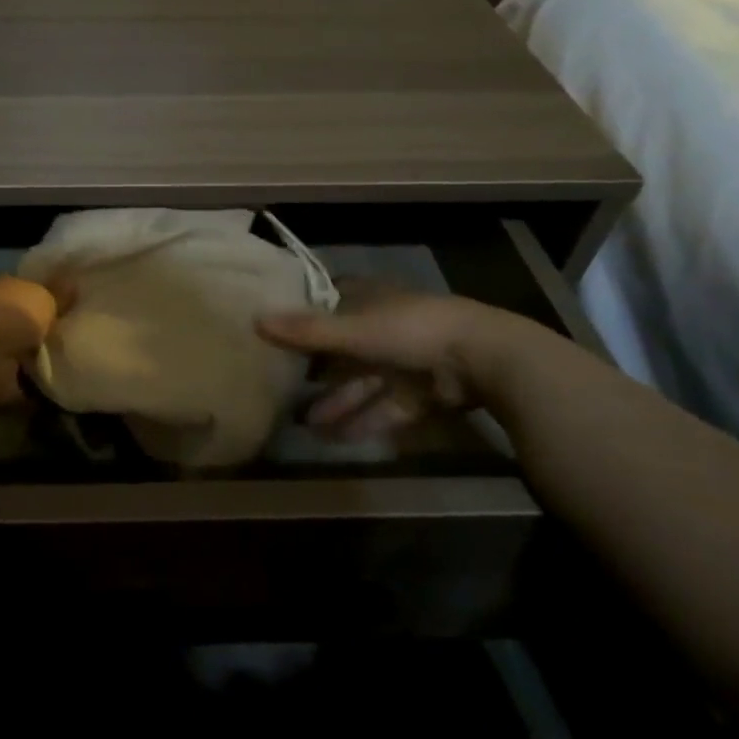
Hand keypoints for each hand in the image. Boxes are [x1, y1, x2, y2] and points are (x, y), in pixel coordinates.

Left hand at [0, 275, 66, 409]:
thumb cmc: (12, 314)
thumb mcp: (44, 297)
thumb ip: (59, 294)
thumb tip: (73, 282)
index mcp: (4, 288)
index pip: (28, 289)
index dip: (48, 295)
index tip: (73, 304)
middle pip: (26, 322)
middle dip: (46, 330)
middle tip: (80, 337)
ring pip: (24, 353)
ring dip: (42, 360)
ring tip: (76, 364)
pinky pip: (24, 384)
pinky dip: (38, 389)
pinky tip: (63, 389)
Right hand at [257, 287, 550, 440]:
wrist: (485, 359)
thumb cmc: (411, 330)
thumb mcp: (354, 330)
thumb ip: (307, 331)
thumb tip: (254, 321)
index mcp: (369, 300)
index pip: (330, 303)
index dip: (305, 316)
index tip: (278, 333)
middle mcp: (385, 326)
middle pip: (344, 348)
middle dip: (318, 371)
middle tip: (284, 389)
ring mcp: (407, 360)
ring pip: (364, 382)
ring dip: (339, 402)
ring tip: (306, 425)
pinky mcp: (424, 392)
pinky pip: (386, 406)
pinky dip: (365, 420)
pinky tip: (338, 438)